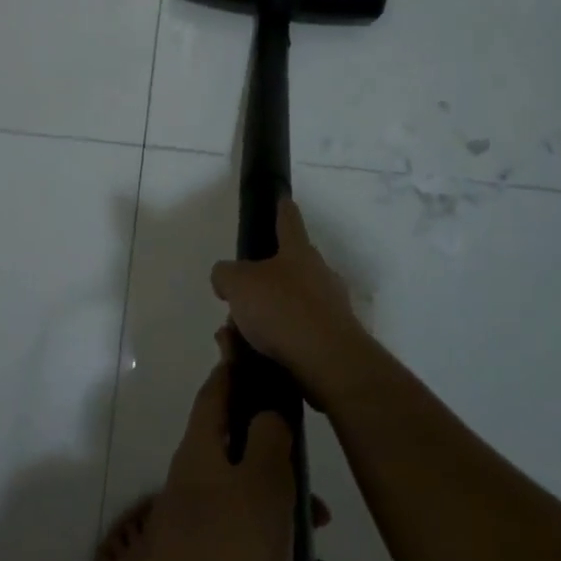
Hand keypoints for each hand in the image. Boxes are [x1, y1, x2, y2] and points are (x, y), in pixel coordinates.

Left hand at [109, 345, 303, 560]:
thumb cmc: (226, 560)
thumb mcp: (259, 489)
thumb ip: (267, 442)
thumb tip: (266, 411)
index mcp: (200, 455)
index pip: (215, 396)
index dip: (234, 372)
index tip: (254, 356)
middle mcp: (195, 489)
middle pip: (246, 465)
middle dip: (289, 484)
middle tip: (323, 510)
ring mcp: (199, 538)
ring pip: (260, 525)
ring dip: (301, 548)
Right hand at [209, 198, 380, 408]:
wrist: (328, 362)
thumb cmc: (282, 309)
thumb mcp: (237, 284)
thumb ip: (225, 275)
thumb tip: (226, 278)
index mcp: (298, 252)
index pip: (288, 221)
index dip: (282, 208)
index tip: (283, 198)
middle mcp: (320, 274)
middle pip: (291, 266)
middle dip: (266, 279)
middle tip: (240, 296)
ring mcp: (332, 308)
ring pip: (291, 304)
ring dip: (267, 316)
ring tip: (239, 336)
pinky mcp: (334, 341)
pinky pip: (298, 334)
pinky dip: (277, 342)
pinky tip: (255, 357)